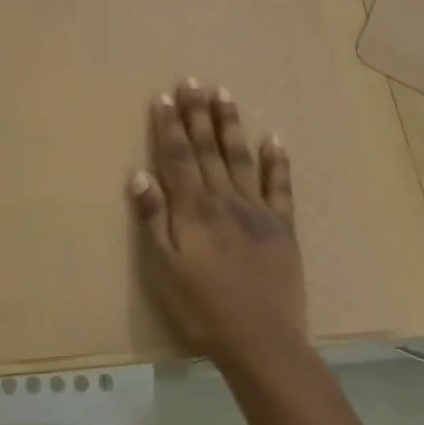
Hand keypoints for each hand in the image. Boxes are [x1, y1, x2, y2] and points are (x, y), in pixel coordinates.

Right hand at [129, 78, 305, 372]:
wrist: (262, 343)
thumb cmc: (202, 310)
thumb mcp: (164, 270)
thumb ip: (153, 220)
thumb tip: (140, 175)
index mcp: (194, 210)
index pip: (178, 157)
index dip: (170, 126)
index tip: (165, 96)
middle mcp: (225, 200)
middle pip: (208, 150)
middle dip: (198, 114)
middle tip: (193, 81)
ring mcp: (257, 212)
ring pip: (241, 159)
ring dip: (231, 126)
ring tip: (224, 95)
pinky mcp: (283, 228)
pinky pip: (280, 188)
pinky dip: (277, 163)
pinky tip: (274, 139)